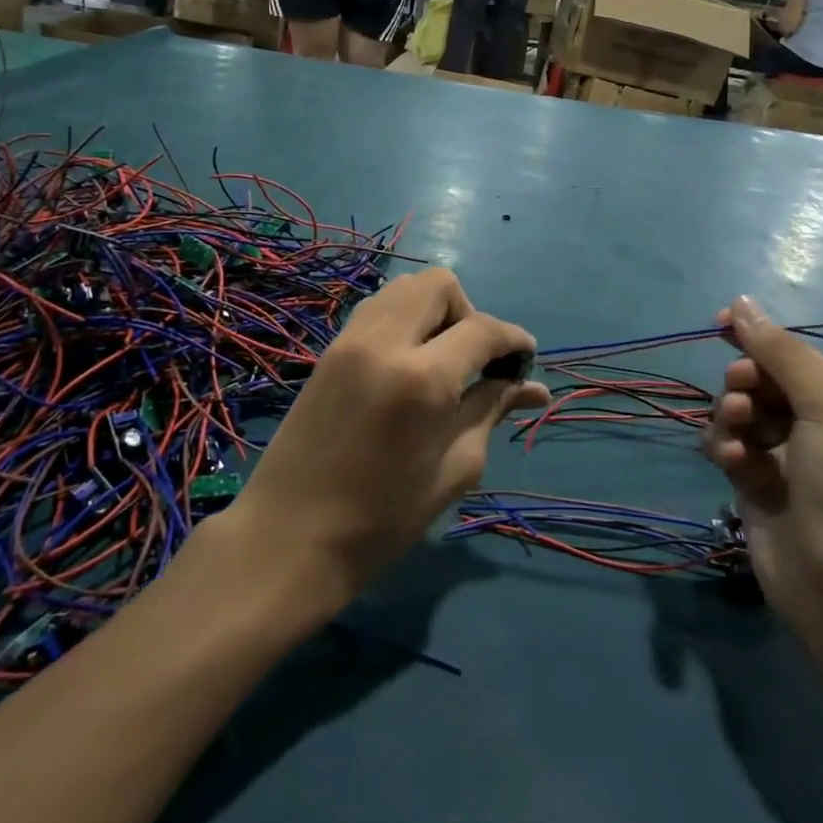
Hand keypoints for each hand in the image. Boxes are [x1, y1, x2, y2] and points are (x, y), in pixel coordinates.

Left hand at [230, 269, 547, 608]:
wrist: (289, 537)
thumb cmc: (383, 518)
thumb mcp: (454, 468)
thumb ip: (491, 410)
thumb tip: (533, 387)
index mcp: (422, 378)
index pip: (482, 330)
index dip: (513, 339)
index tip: (526, 358)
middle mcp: (384, 342)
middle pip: (440, 285)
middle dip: (469, 312)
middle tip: (475, 360)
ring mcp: (350, 340)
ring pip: (405, 288)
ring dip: (434, 310)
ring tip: (441, 358)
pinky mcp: (329, 350)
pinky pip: (377, 308)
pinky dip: (403, 318)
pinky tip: (407, 362)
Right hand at [701, 297, 822, 641]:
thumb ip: (781, 352)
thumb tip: (742, 303)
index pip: (802, 360)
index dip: (762, 338)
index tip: (722, 322)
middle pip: (769, 385)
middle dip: (747, 382)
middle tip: (739, 391)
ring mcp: (792, 463)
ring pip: (744, 416)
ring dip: (732, 415)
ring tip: (735, 430)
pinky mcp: (759, 489)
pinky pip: (732, 449)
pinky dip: (726, 449)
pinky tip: (729, 462)